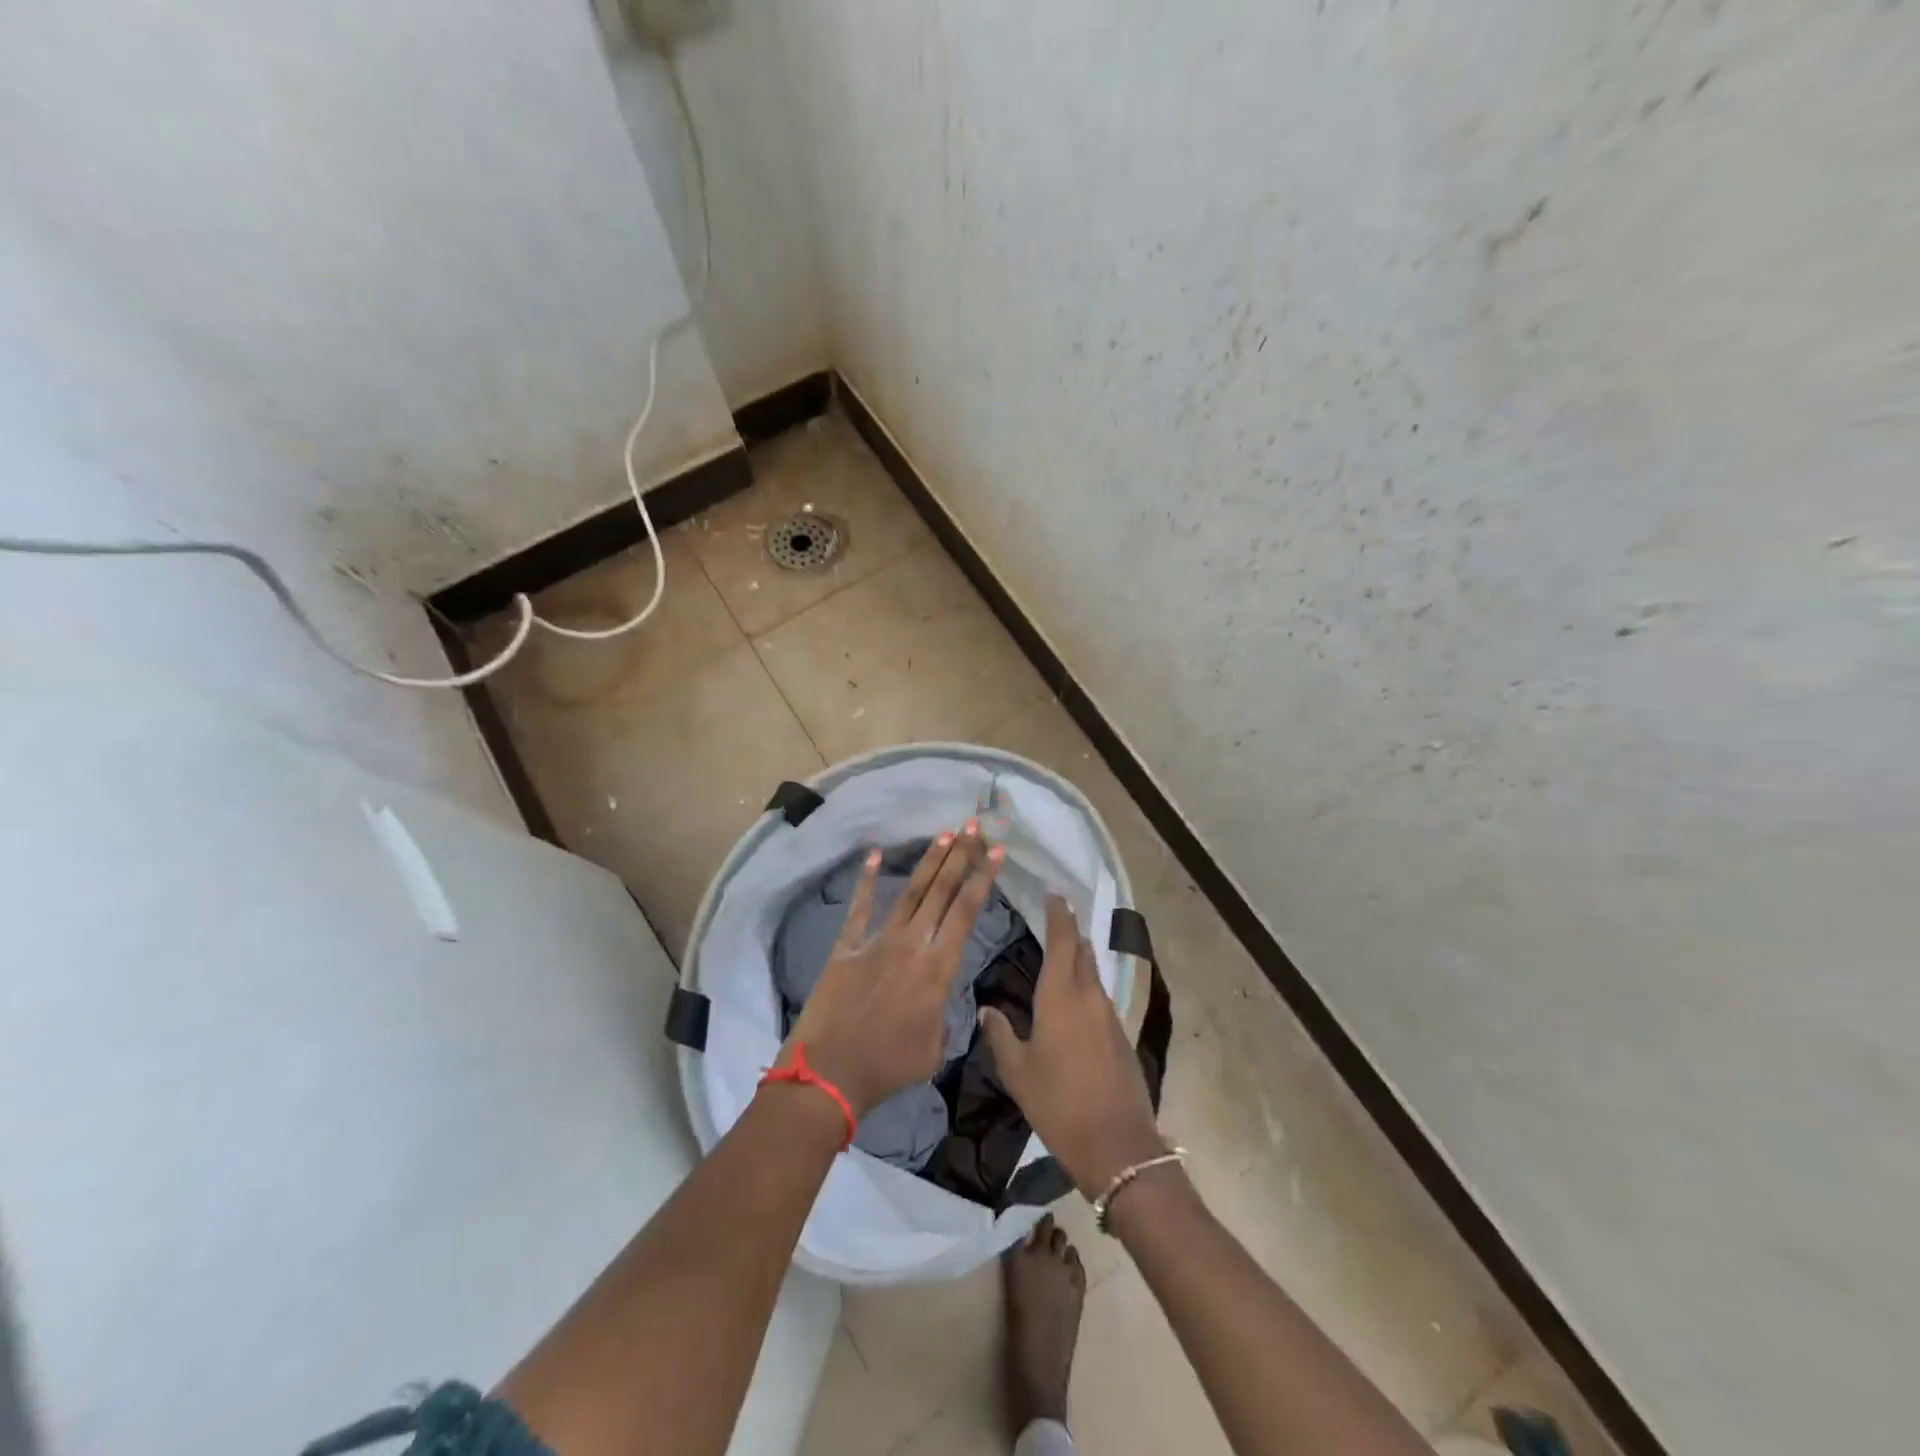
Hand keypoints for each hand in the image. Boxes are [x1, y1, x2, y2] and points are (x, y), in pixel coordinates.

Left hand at [781, 821, 1003, 1120]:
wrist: (830, 1073)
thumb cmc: (888, 1067)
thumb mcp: (934, 1048)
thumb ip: (945, 1017)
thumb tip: (941, 1002)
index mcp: (937, 968)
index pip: (967, 912)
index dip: (983, 878)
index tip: (997, 851)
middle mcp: (911, 944)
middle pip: (941, 892)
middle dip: (961, 856)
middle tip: (974, 827)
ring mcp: (877, 941)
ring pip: (909, 893)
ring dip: (929, 862)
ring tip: (945, 834)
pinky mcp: (847, 946)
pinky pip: (859, 908)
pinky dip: (865, 881)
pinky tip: (874, 855)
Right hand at [978, 896, 1165, 1198]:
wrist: (1117, 1145)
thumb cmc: (1058, 1104)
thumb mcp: (1018, 1072)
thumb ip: (1000, 1035)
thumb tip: (986, 1010)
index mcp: (1060, 996)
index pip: (1063, 941)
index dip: (1059, 915)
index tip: (1054, 894)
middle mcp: (1089, 996)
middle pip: (1082, 951)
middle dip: (1070, 931)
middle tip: (1055, 917)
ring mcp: (1109, 1015)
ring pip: (1093, 974)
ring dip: (1079, 958)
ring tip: (1061, 954)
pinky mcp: (1121, 1035)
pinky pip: (1100, 997)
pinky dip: (1087, 986)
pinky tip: (1074, 1000)